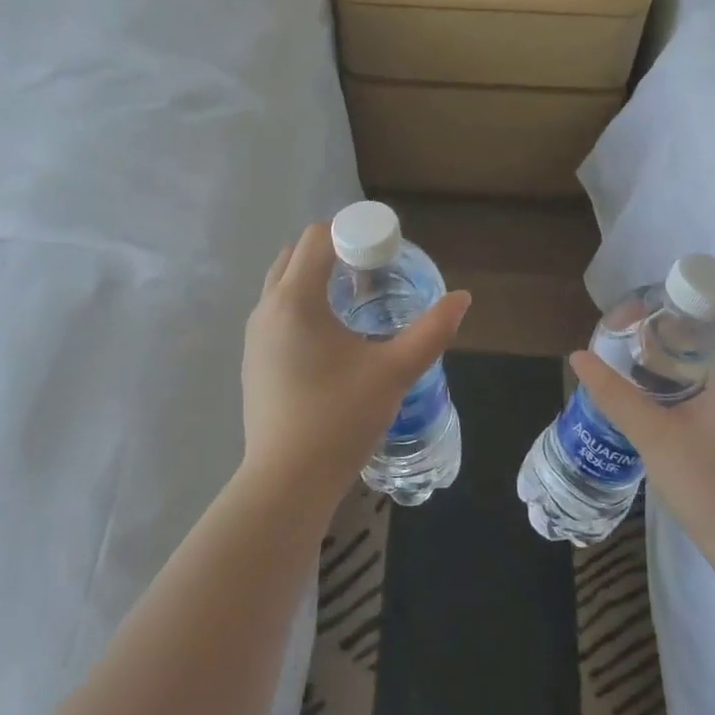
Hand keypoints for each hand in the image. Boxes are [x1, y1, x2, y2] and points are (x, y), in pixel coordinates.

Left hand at [241, 223, 470, 518]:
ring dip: (315, 277)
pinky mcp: (252, 360)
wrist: (286, 482)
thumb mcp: (394, 372)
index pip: (317, 237)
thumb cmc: (340, 419)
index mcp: (295, 299)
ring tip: (356, 300)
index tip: (385, 250)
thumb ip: (431, 331)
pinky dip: (302, 303)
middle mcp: (266, 308)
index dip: (352, 232)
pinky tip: (331, 336)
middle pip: (296, 254)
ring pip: (283, 283)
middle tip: (373, 270)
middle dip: (334, 250)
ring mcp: (253, 335)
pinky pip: (277, 311)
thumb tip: (462, 299)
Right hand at [569, 281, 714, 575]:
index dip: (706, 285)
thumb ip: (614, 393)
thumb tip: (578, 356)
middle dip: (699, 309)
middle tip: (653, 319)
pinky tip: (685, 386)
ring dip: (709, 336)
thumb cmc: (712, 487)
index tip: (664, 295)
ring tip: (662, 348)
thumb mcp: (653, 436)